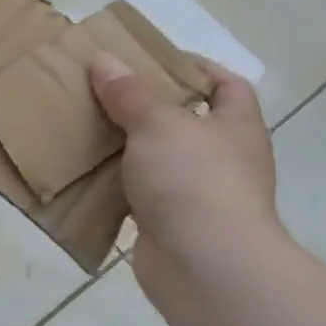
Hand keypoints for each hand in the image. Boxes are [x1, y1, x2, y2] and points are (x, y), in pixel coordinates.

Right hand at [90, 53, 286, 305]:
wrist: (206, 266)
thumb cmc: (193, 179)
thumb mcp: (156, 123)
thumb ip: (128, 93)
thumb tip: (103, 59)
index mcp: (236, 126)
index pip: (228, 84)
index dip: (196, 67)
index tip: (152, 59)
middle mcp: (226, 158)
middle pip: (188, 121)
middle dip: (149, 107)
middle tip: (107, 91)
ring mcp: (201, 195)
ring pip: (161, 160)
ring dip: (130, 148)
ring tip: (89, 126)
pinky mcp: (174, 224)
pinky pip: (143, 195)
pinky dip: (120, 185)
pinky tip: (88, 172)